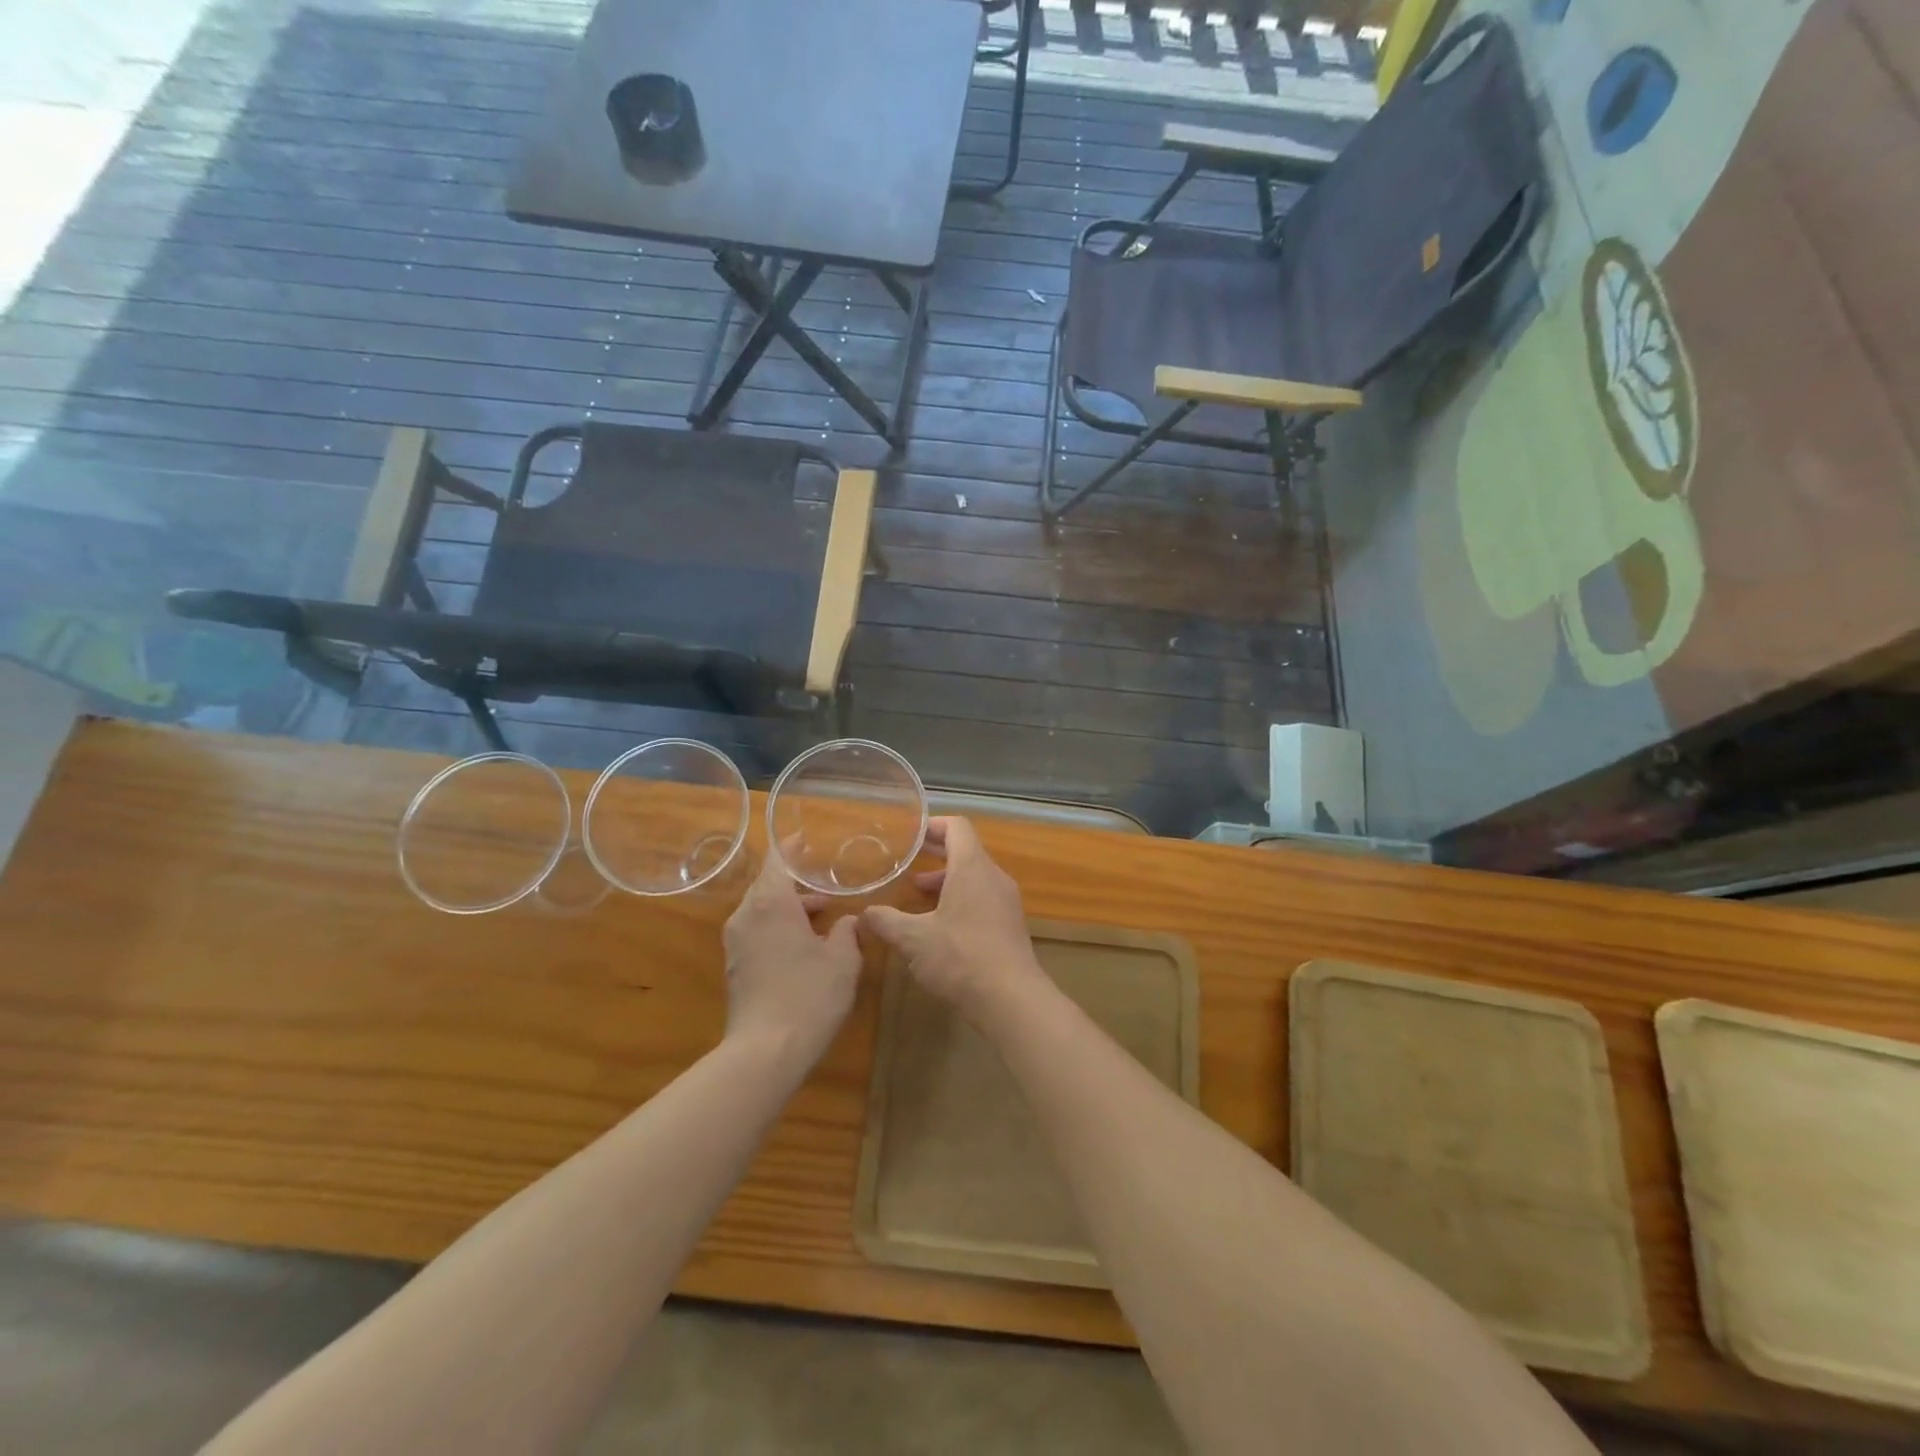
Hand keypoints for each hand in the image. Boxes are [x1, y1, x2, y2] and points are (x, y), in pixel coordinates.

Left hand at [721, 850, 862, 1066]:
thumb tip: (848, 921)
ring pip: (762, 910)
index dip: (791, 848)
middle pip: (767, 885)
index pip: (777, 860)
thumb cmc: (809, 995)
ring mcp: (736, 942)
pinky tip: (803, 945)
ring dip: (788, 908)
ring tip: (821, 916)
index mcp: (771, 903)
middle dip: (795, 882)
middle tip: (825, 884)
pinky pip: (757, 931)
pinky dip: (778, 927)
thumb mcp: (843, 960)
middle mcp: (747, 915)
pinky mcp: (735, 966)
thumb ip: (847, 932)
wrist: (766, 1051)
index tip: (806, 839)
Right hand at [860, 818, 1044, 1022]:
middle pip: (967, 852)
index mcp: (972, 868)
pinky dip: (961, 900)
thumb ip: (886, 921)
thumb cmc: (960, 957)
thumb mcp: (912, 939)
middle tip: (909, 862)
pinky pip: (984, 899)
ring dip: (947, 881)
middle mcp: (994, 877)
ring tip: (919, 895)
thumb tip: (864, 913)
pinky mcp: (1011, 926)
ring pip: (975, 878)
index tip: (911, 835)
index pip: (957, 827)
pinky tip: (940, 926)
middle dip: (937, 855)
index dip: (934, 825)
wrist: (1011, 999)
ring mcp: (1006, 902)